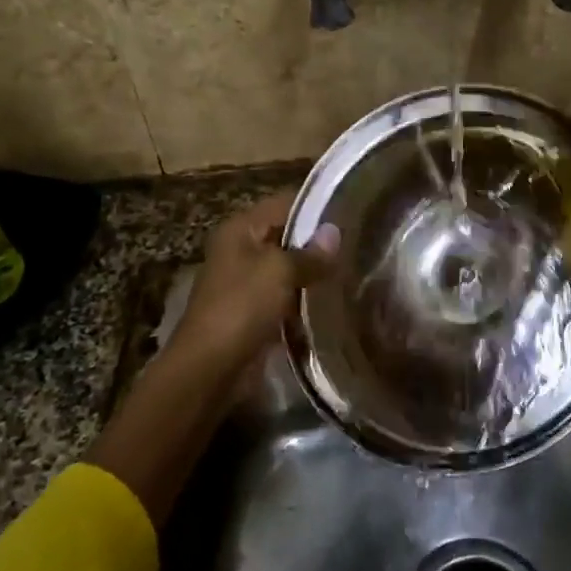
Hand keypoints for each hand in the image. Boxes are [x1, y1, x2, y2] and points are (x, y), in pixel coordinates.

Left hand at [171, 190, 339, 367]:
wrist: (211, 367)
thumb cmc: (242, 306)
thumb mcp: (280, 271)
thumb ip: (310, 252)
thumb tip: (335, 233)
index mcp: (239, 229)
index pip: (284, 203)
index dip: (316, 206)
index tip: (352, 210)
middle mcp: (240, 250)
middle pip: (286, 236)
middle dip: (318, 242)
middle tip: (359, 241)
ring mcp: (245, 283)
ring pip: (288, 269)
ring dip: (313, 272)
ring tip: (353, 269)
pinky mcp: (253, 312)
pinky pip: (286, 297)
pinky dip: (305, 299)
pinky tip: (334, 300)